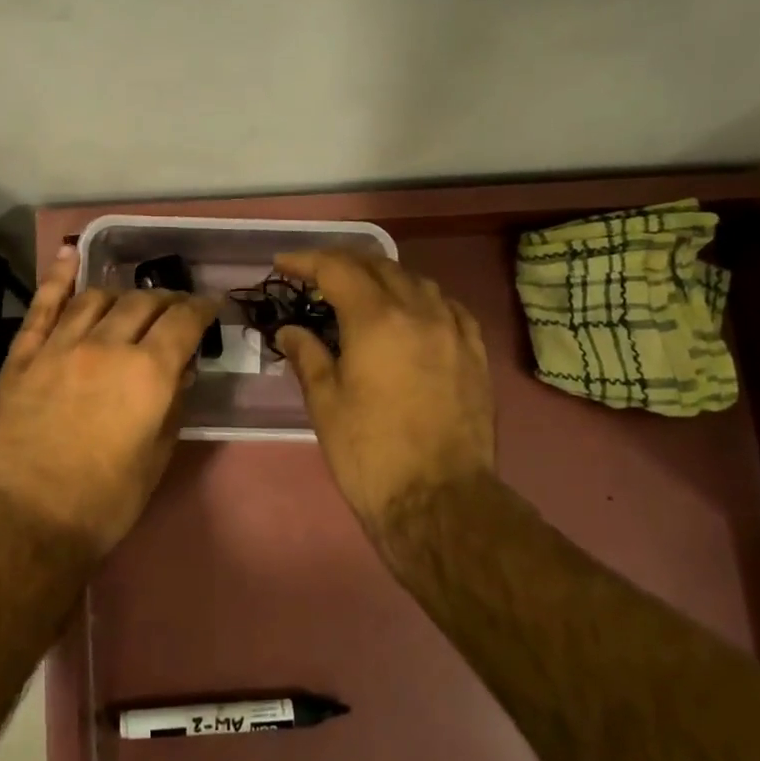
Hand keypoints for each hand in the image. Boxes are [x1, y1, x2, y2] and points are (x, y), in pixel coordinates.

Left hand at [0, 246, 215, 558]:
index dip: (202, 308)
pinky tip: (69, 255)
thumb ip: (173, 404)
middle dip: (166, 300)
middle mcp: (106, 345)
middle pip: (142, 302)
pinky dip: (58, 276)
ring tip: (129, 302)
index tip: (211, 307)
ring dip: (120, 294)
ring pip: (96, 298)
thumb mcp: (156, 456)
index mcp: (147, 372)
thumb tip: (182, 368)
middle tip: (175, 309)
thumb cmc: (105, 501)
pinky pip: (43, 306)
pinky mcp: (23, 357)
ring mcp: (59, 346)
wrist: (26, 520)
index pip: (183, 320)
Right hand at [272, 249, 495, 537]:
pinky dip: (422, 298)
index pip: (338, 269)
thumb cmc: (370, 453)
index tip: (283, 264)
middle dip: (343, 263)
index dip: (307, 261)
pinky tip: (413, 313)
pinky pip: (448, 307)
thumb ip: (308, 356)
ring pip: (417, 281)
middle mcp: (419, 312)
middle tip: (316, 275)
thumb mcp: (326, 404)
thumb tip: (290, 331)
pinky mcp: (475, 353)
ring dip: (384, 277)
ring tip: (362, 291)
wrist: (438, 499)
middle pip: (379, 266)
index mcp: (377, 320)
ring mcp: (454, 330)